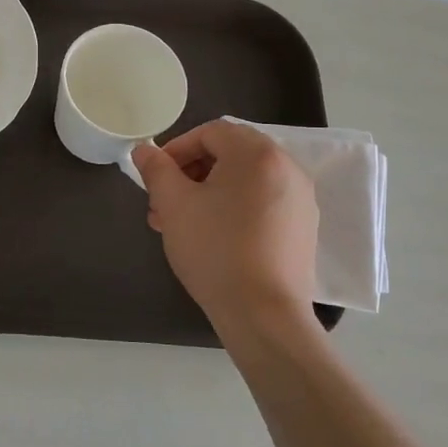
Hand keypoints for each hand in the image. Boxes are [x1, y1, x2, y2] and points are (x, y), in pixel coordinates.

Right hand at [132, 120, 321, 339]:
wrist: (263, 314)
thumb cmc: (215, 249)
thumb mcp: (174, 205)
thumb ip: (156, 169)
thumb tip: (144, 150)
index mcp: (256, 153)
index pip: (210, 132)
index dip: (176, 149)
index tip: (156, 176)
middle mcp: (286, 167)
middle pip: (229, 154)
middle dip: (190, 173)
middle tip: (163, 202)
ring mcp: (300, 199)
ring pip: (244, 180)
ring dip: (208, 192)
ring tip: (180, 223)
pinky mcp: (303, 227)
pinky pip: (262, 202)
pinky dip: (234, 208)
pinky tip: (212, 237)